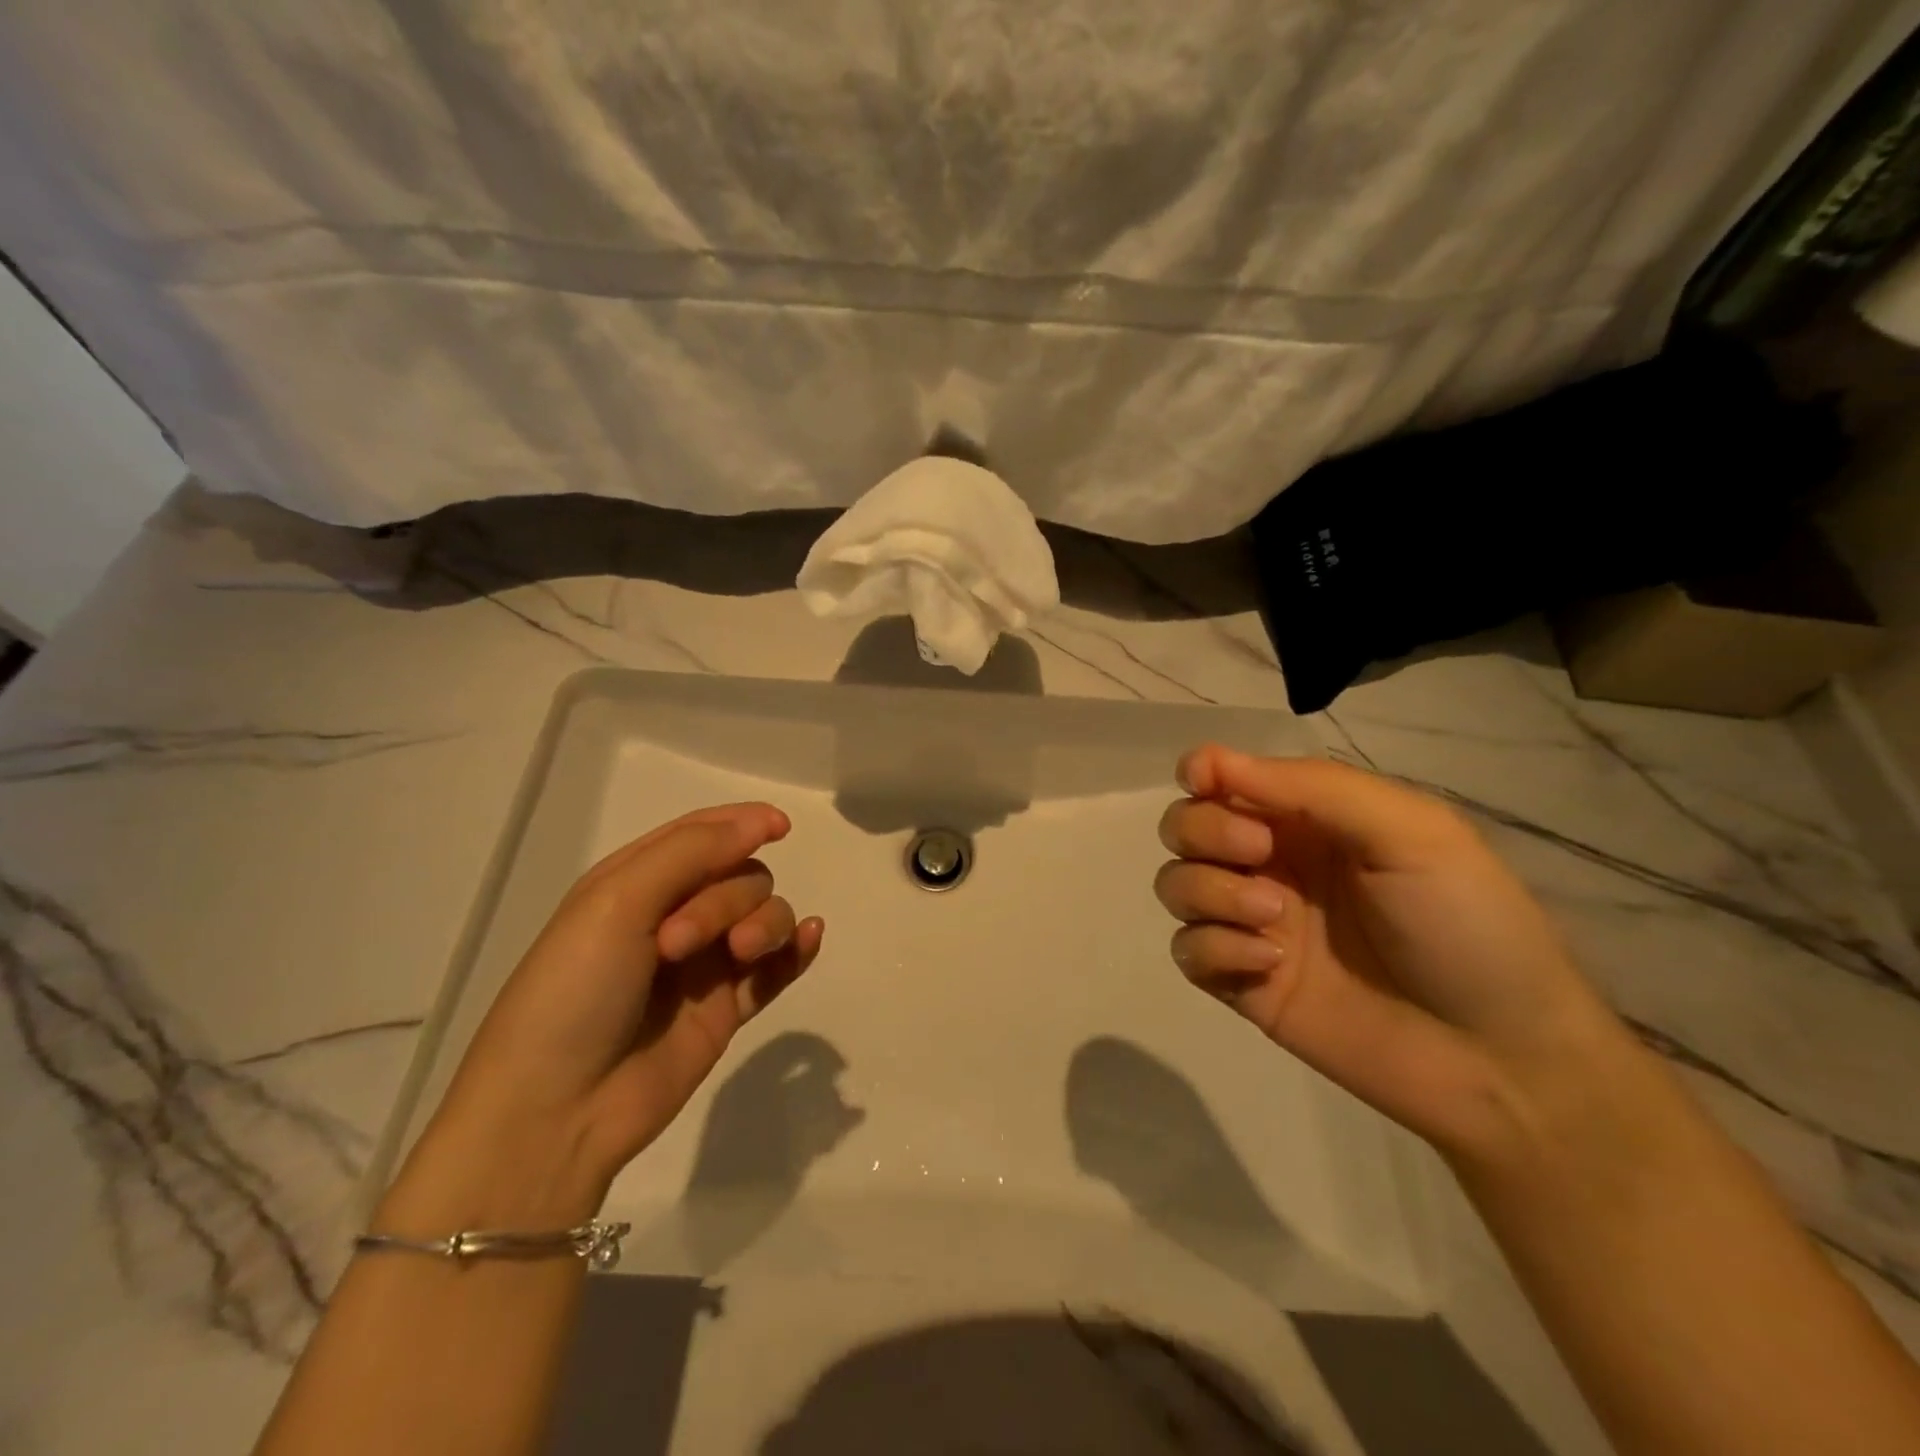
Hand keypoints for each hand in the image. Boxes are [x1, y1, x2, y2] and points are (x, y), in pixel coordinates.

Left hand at [380, 804, 823, 1231]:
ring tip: (741, 955)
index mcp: (637, 883)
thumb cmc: (573, 990)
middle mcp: (674, 915)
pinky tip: (809, 938)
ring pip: (765, 917)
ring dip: (764, 924)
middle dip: (727, 898)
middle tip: (679, 943)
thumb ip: (692, 852)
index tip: (780, 826)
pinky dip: (796, 951)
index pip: (701, 834)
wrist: (556, 1111)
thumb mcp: (617, 901)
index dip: (743, 822)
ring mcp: (704, 965)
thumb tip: (761, 820)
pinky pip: (776, 969)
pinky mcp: (726, 1009)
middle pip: (740, 878)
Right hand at [1154, 744, 1618, 1161]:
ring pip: (1175, 884)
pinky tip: (1270, 966)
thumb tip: (1211, 761)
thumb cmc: (1466, 925)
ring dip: (1209, 891)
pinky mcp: (1242, 982)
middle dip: (1204, 831)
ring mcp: (1252, 924)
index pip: (1226, 777)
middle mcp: (1271, 864)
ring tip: (1273, 919)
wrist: (1498, 1059)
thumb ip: (1313, 787)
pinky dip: (1215, 949)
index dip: (1202, 770)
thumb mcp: (1411, 832)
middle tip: (1257, 854)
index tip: (1203, 781)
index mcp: (1310, 819)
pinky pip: (1187, 949)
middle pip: (1185, 826)